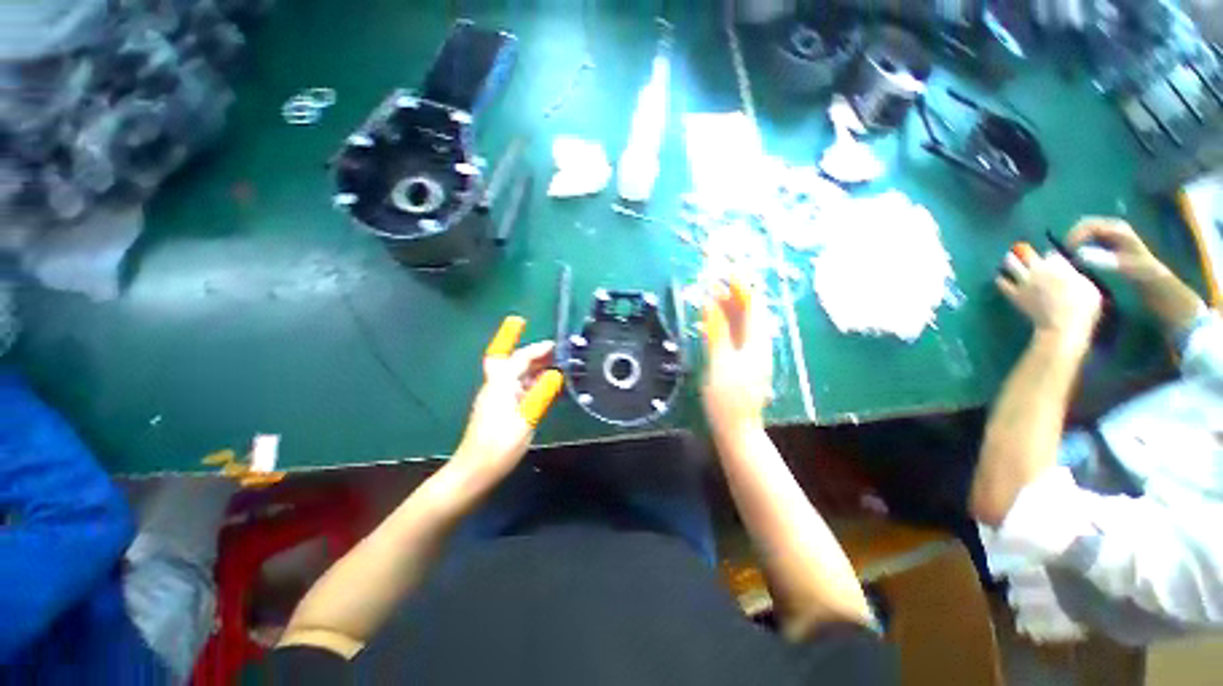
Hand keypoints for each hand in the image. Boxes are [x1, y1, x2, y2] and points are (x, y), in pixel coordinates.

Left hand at [453, 317, 561, 480]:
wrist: (475, 471)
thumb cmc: (500, 445)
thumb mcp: (526, 419)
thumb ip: (542, 394)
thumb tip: (556, 375)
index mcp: (501, 384)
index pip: (519, 357)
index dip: (536, 349)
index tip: (553, 344)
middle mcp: (496, 386)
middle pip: (513, 362)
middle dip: (532, 354)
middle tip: (554, 353)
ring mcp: (496, 397)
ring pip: (515, 375)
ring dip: (533, 368)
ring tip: (555, 367)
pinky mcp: (499, 408)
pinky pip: (517, 387)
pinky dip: (531, 383)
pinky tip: (544, 388)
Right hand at [702, 280, 773, 439]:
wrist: (737, 430)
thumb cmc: (728, 399)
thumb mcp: (720, 363)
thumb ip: (717, 332)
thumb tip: (710, 304)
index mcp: (757, 343)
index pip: (753, 306)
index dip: (742, 286)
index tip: (727, 270)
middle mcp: (759, 345)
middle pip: (749, 313)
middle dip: (734, 293)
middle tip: (715, 278)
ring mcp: (752, 354)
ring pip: (742, 324)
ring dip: (728, 307)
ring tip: (711, 293)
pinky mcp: (744, 362)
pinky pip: (736, 335)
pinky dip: (725, 324)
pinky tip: (713, 321)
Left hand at [998, 246, 1101, 348]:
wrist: (1062, 324)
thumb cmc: (1083, 306)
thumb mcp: (1088, 285)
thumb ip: (1074, 275)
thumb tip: (1069, 272)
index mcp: (1059, 265)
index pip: (1051, 254)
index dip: (1050, 256)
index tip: (1049, 258)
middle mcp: (1039, 269)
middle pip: (1027, 254)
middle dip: (1025, 252)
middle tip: (1022, 252)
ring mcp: (1024, 281)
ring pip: (1011, 263)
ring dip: (1010, 260)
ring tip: (1009, 259)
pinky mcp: (1014, 294)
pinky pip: (1002, 283)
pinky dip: (1000, 279)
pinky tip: (1000, 277)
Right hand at [1067, 217, 1167, 283]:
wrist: (1150, 275)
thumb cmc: (1137, 271)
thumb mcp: (1120, 266)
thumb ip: (1100, 259)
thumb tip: (1078, 255)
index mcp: (1116, 228)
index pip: (1089, 225)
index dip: (1075, 236)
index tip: (1067, 250)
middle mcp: (1112, 225)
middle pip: (1085, 224)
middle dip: (1072, 237)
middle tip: (1065, 252)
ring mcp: (1109, 231)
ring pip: (1084, 229)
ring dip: (1075, 240)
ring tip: (1070, 254)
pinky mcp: (1107, 238)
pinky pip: (1088, 236)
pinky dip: (1079, 243)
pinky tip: (1078, 254)